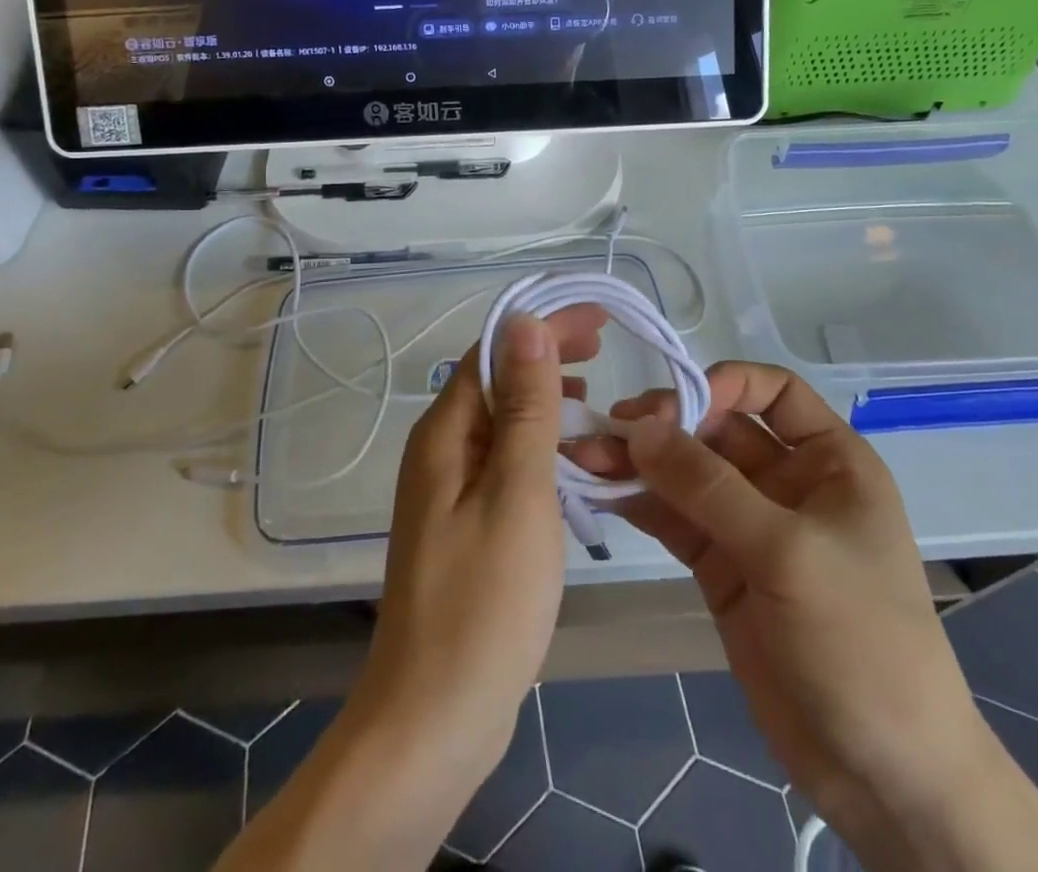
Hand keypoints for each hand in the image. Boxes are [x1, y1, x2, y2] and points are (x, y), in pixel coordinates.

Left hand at [348, 306, 606, 783]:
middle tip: (603, 347)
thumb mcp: (517, 492)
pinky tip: (569, 460)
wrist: (433, 720)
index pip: (493, 352)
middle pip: (494, 380)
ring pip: (500, 422)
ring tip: (593, 396)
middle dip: (545, 355)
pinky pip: (503, 462)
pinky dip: (538, 445)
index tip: (599, 318)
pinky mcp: (463, 526)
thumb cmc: (484, 601)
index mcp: (445, 433)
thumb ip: (525, 407)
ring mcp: (449, 491)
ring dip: (544, 399)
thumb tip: (525, 322)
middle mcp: (439, 451)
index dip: (543, 326)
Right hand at [577, 364, 1037, 871]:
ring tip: (586, 455)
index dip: (722, 384)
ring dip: (640, 462)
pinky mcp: (722, 568)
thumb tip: (638, 426)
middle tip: (609, 428)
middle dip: (665, 425)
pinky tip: (603, 492)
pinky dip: (640, 503)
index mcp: (829, 461)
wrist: (882, 777)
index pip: (773, 391)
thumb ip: (709, 487)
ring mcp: (751, 526)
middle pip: (718, 430)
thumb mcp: (788, 553)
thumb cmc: (860, 642)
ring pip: (688, 474)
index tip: (672, 405)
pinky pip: (675, 518)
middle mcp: (788, 482)